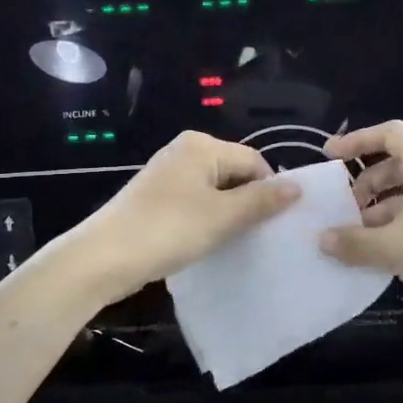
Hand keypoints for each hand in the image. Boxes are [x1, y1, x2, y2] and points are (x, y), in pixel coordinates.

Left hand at [64, 132, 298, 302]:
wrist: (104, 257)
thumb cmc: (169, 230)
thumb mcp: (223, 216)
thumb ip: (262, 200)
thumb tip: (298, 186)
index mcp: (202, 146)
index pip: (254, 161)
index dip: (269, 190)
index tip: (275, 224)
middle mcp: (184, 151)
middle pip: (234, 173)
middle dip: (248, 202)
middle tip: (257, 236)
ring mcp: (166, 174)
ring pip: (214, 190)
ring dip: (227, 214)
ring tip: (234, 241)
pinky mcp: (155, 198)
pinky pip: (194, 202)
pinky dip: (206, 219)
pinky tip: (207, 242)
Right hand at [320, 120, 402, 340]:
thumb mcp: (394, 246)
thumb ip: (354, 241)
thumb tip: (321, 239)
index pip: (391, 134)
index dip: (359, 139)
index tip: (330, 155)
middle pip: (393, 168)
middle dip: (364, 184)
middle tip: (340, 208)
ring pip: (400, 200)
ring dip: (373, 214)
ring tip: (348, 238)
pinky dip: (387, 234)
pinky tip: (368, 257)